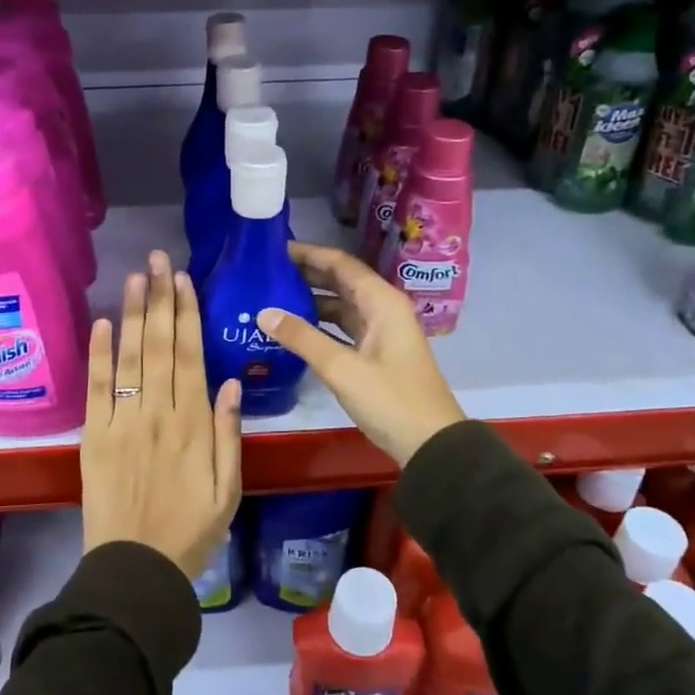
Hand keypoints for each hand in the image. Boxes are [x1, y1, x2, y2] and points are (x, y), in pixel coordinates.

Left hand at [81, 250, 242, 579]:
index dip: (187, 314)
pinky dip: (98, 354)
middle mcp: (158, 414)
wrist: (136, 569)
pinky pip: (96, 389)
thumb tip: (232, 381)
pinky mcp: (94, 436)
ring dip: (132, 314)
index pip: (189, 356)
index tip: (183, 280)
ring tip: (136, 276)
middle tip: (159, 259)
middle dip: (160, 298)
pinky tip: (100, 323)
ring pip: (129, 358)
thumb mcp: (229, 489)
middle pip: (158, 345)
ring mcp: (122, 422)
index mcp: (193, 425)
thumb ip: (230, 434)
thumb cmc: (191, 531)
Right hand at [258, 241, 463, 466]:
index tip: (274, 249)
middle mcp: (382, 309)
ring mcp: (380, 332)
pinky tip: (292, 329)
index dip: (308, 254)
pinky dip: (319, 324)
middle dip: (306, 274)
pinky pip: (343, 327)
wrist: (430, 444)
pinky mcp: (375, 353)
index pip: (340, 264)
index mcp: (381, 302)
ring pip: (340, 305)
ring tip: (271, 296)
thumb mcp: (342, 368)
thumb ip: (302, 338)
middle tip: (265, 272)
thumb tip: (263, 312)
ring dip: (310, 299)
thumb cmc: (390, 400)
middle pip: (340, 281)